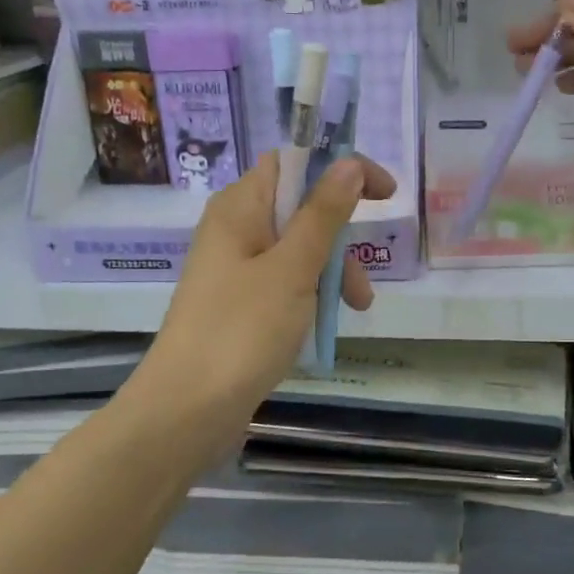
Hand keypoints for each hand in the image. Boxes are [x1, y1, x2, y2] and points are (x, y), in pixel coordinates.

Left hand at [138, 153, 396, 425]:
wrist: (188, 410)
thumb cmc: (241, 330)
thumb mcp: (292, 268)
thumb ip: (323, 215)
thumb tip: (349, 164)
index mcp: (239, 208)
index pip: (293, 163)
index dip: (340, 168)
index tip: (385, 193)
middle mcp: (234, 230)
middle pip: (300, 209)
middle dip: (340, 237)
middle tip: (362, 276)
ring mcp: (235, 269)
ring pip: (298, 250)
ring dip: (332, 271)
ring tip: (354, 309)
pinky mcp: (239, 304)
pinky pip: (285, 282)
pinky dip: (311, 294)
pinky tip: (325, 323)